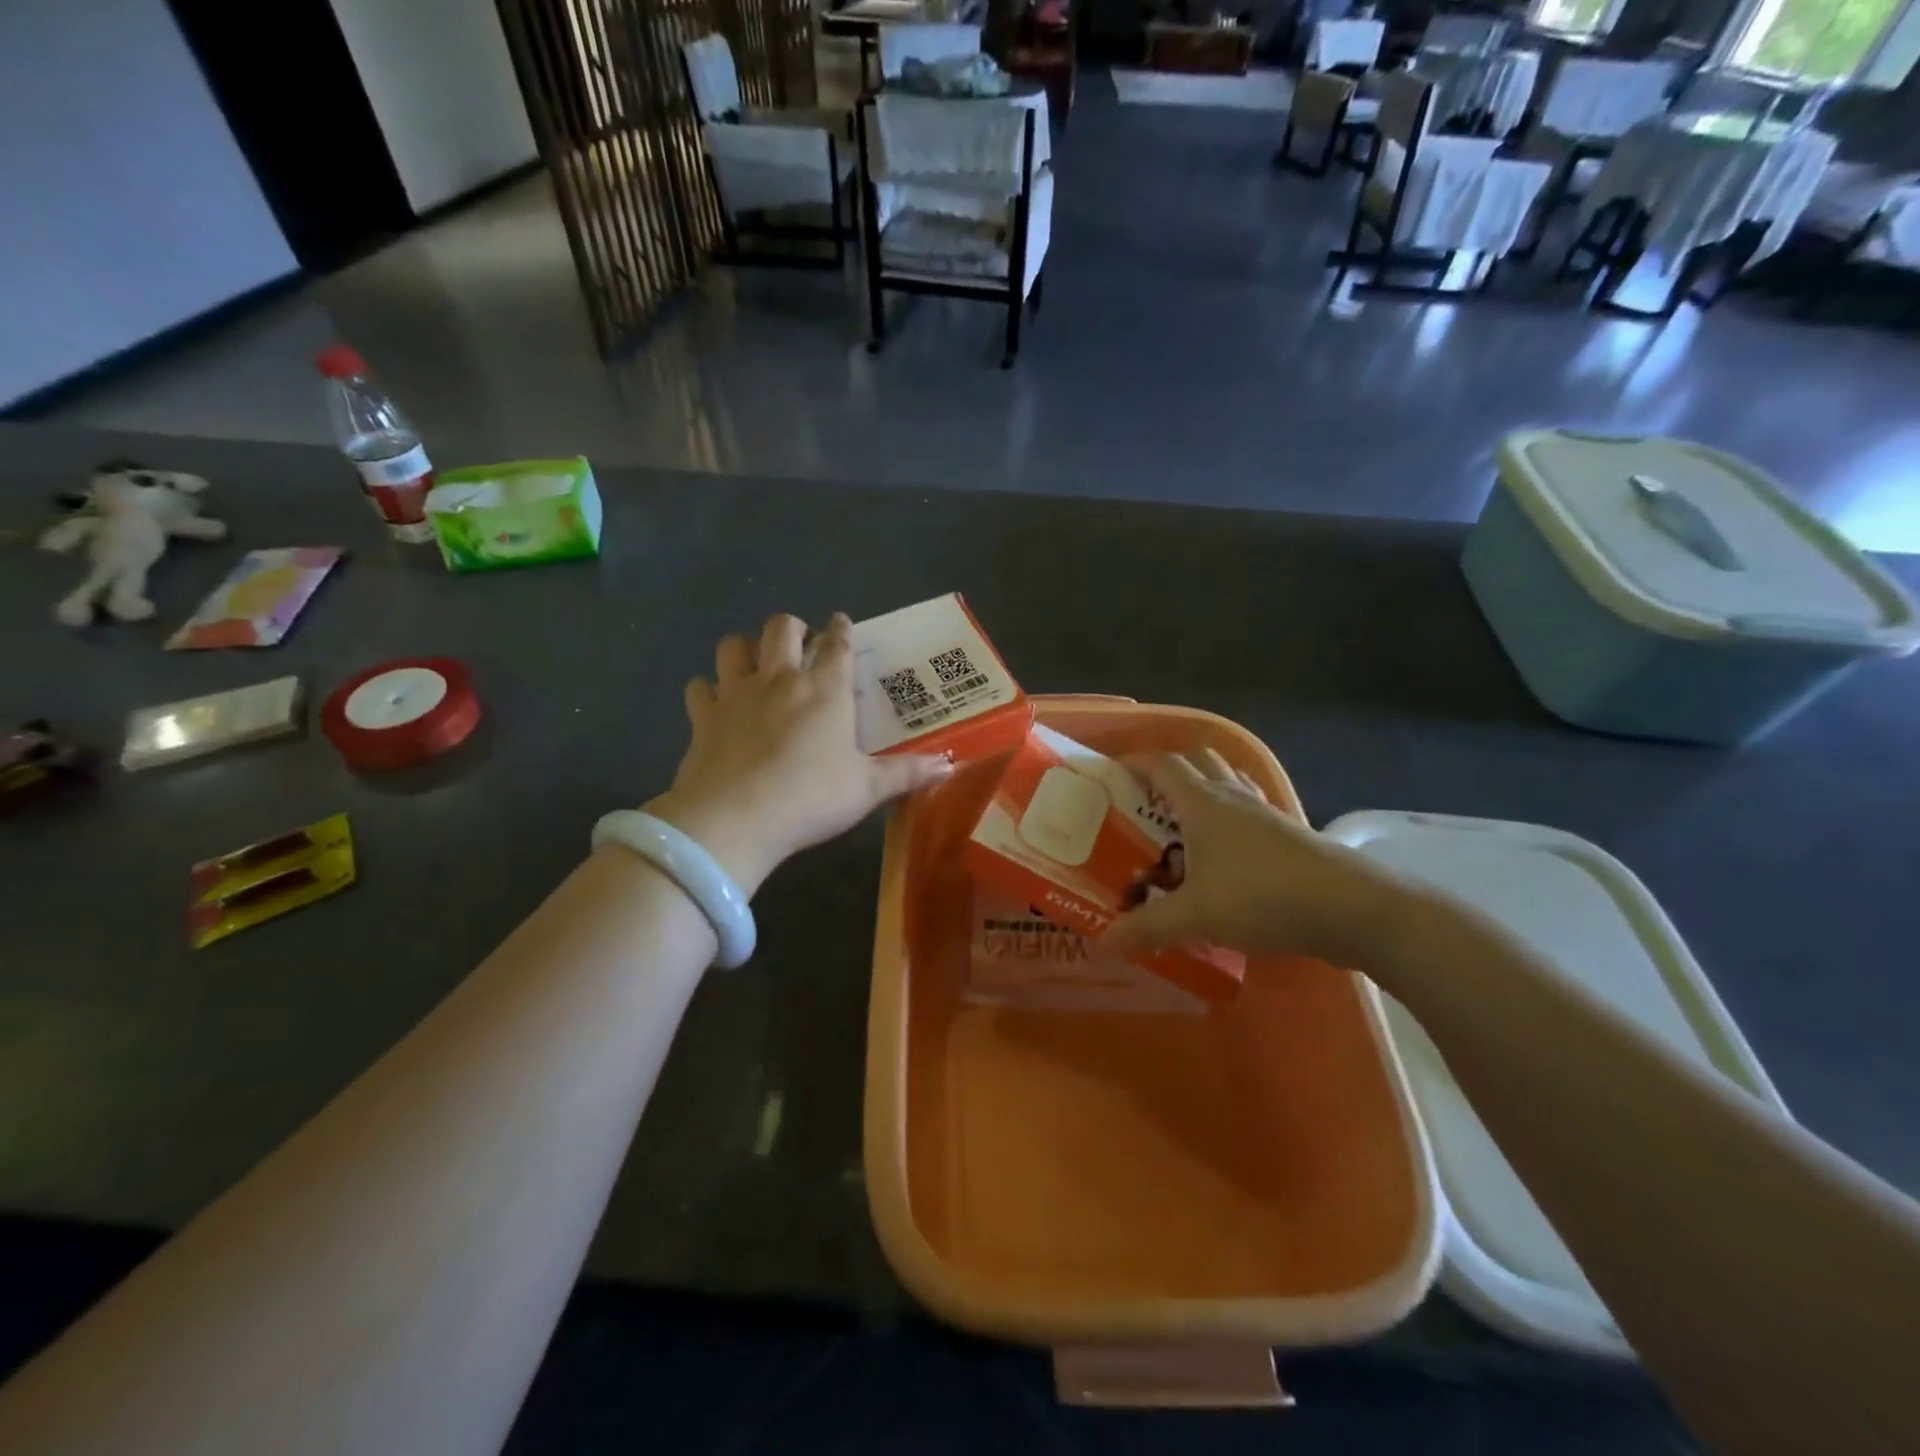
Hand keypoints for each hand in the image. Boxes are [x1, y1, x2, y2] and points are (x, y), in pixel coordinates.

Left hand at [642, 613, 951, 895]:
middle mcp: (780, 680)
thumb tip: (949, 764)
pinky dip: (707, 690)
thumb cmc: (812, 797)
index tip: (841, 623)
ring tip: (754, 663)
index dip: (841, 629)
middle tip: (800, 642)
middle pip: (781, 628)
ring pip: (734, 646)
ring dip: (745, 648)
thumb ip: (908, 773)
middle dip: (792, 627)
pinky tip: (714, 704)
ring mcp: (736, 694)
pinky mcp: (703, 717)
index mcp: (825, 690)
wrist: (736, 818)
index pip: (837, 645)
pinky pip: (700, 688)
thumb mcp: (868, 789)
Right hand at [1101, 750, 1413, 967]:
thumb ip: (1148, 927)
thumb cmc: (1262, 897)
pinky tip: (1228, 850)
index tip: (1112, 774)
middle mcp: (1234, 798)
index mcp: (1204, 803)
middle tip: (1146, 798)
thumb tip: (1104, 942)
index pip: (1162, 765)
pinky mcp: (1291, 835)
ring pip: (1230, 782)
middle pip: (1199, 761)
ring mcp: (1267, 814)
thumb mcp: (1196, 916)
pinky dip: (1232, 816)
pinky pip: (1252, 810)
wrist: (1351, 908)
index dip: (1134, 763)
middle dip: (1170, 770)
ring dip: (1205, 788)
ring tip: (1184, 820)